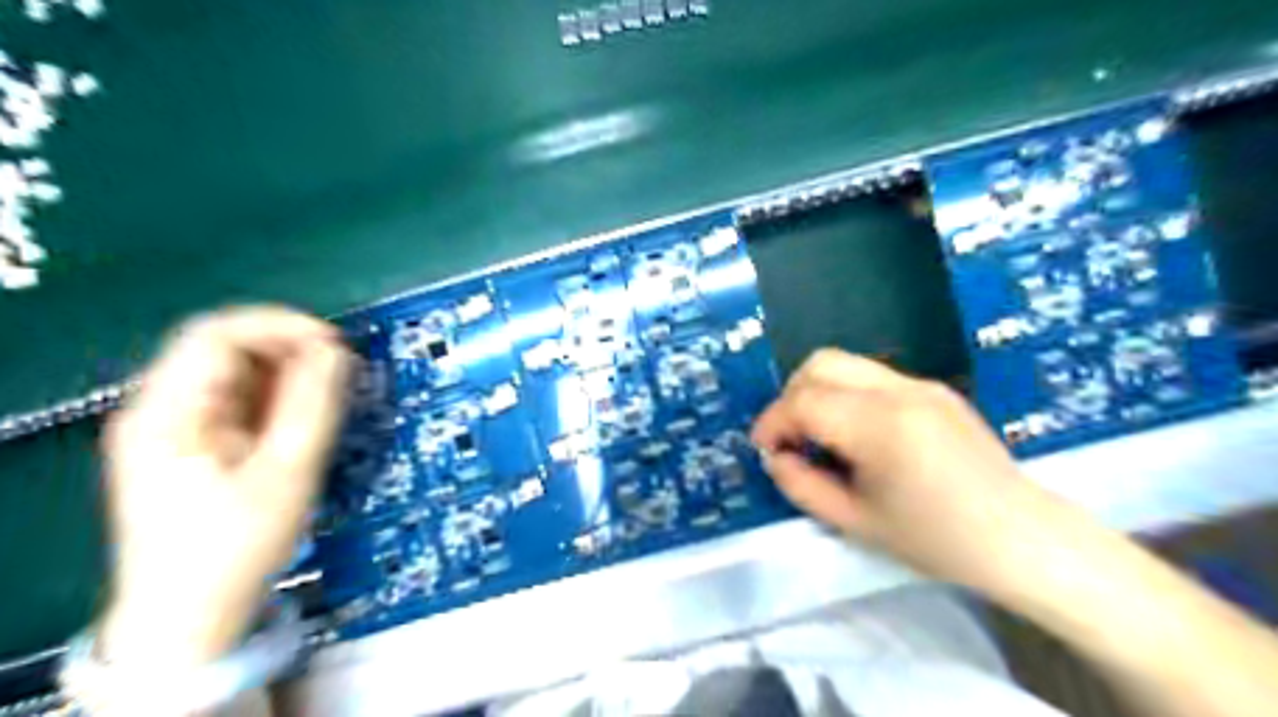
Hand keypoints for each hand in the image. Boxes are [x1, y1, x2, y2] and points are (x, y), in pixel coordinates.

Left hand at [99, 305, 353, 667]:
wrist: (190, 614)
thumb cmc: (236, 545)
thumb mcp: (287, 471)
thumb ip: (313, 404)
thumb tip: (336, 351)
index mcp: (169, 413)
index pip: (218, 335)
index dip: (281, 326)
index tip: (335, 343)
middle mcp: (161, 410)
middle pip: (224, 349)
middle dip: (288, 349)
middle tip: (339, 370)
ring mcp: (174, 427)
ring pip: (234, 374)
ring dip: (286, 373)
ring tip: (328, 395)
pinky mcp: (193, 444)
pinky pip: (237, 400)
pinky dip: (276, 397)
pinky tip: (302, 416)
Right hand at [750, 346, 1070, 594]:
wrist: (1023, 538)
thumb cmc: (938, 541)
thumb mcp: (856, 523)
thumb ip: (802, 486)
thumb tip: (775, 457)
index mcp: (880, 426)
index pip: (804, 402)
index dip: (773, 423)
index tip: (765, 450)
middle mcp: (898, 390)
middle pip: (820, 363)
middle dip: (791, 396)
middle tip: (790, 438)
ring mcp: (920, 384)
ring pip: (844, 363)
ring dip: (817, 391)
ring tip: (820, 436)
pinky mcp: (934, 388)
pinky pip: (871, 376)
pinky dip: (846, 395)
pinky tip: (857, 434)